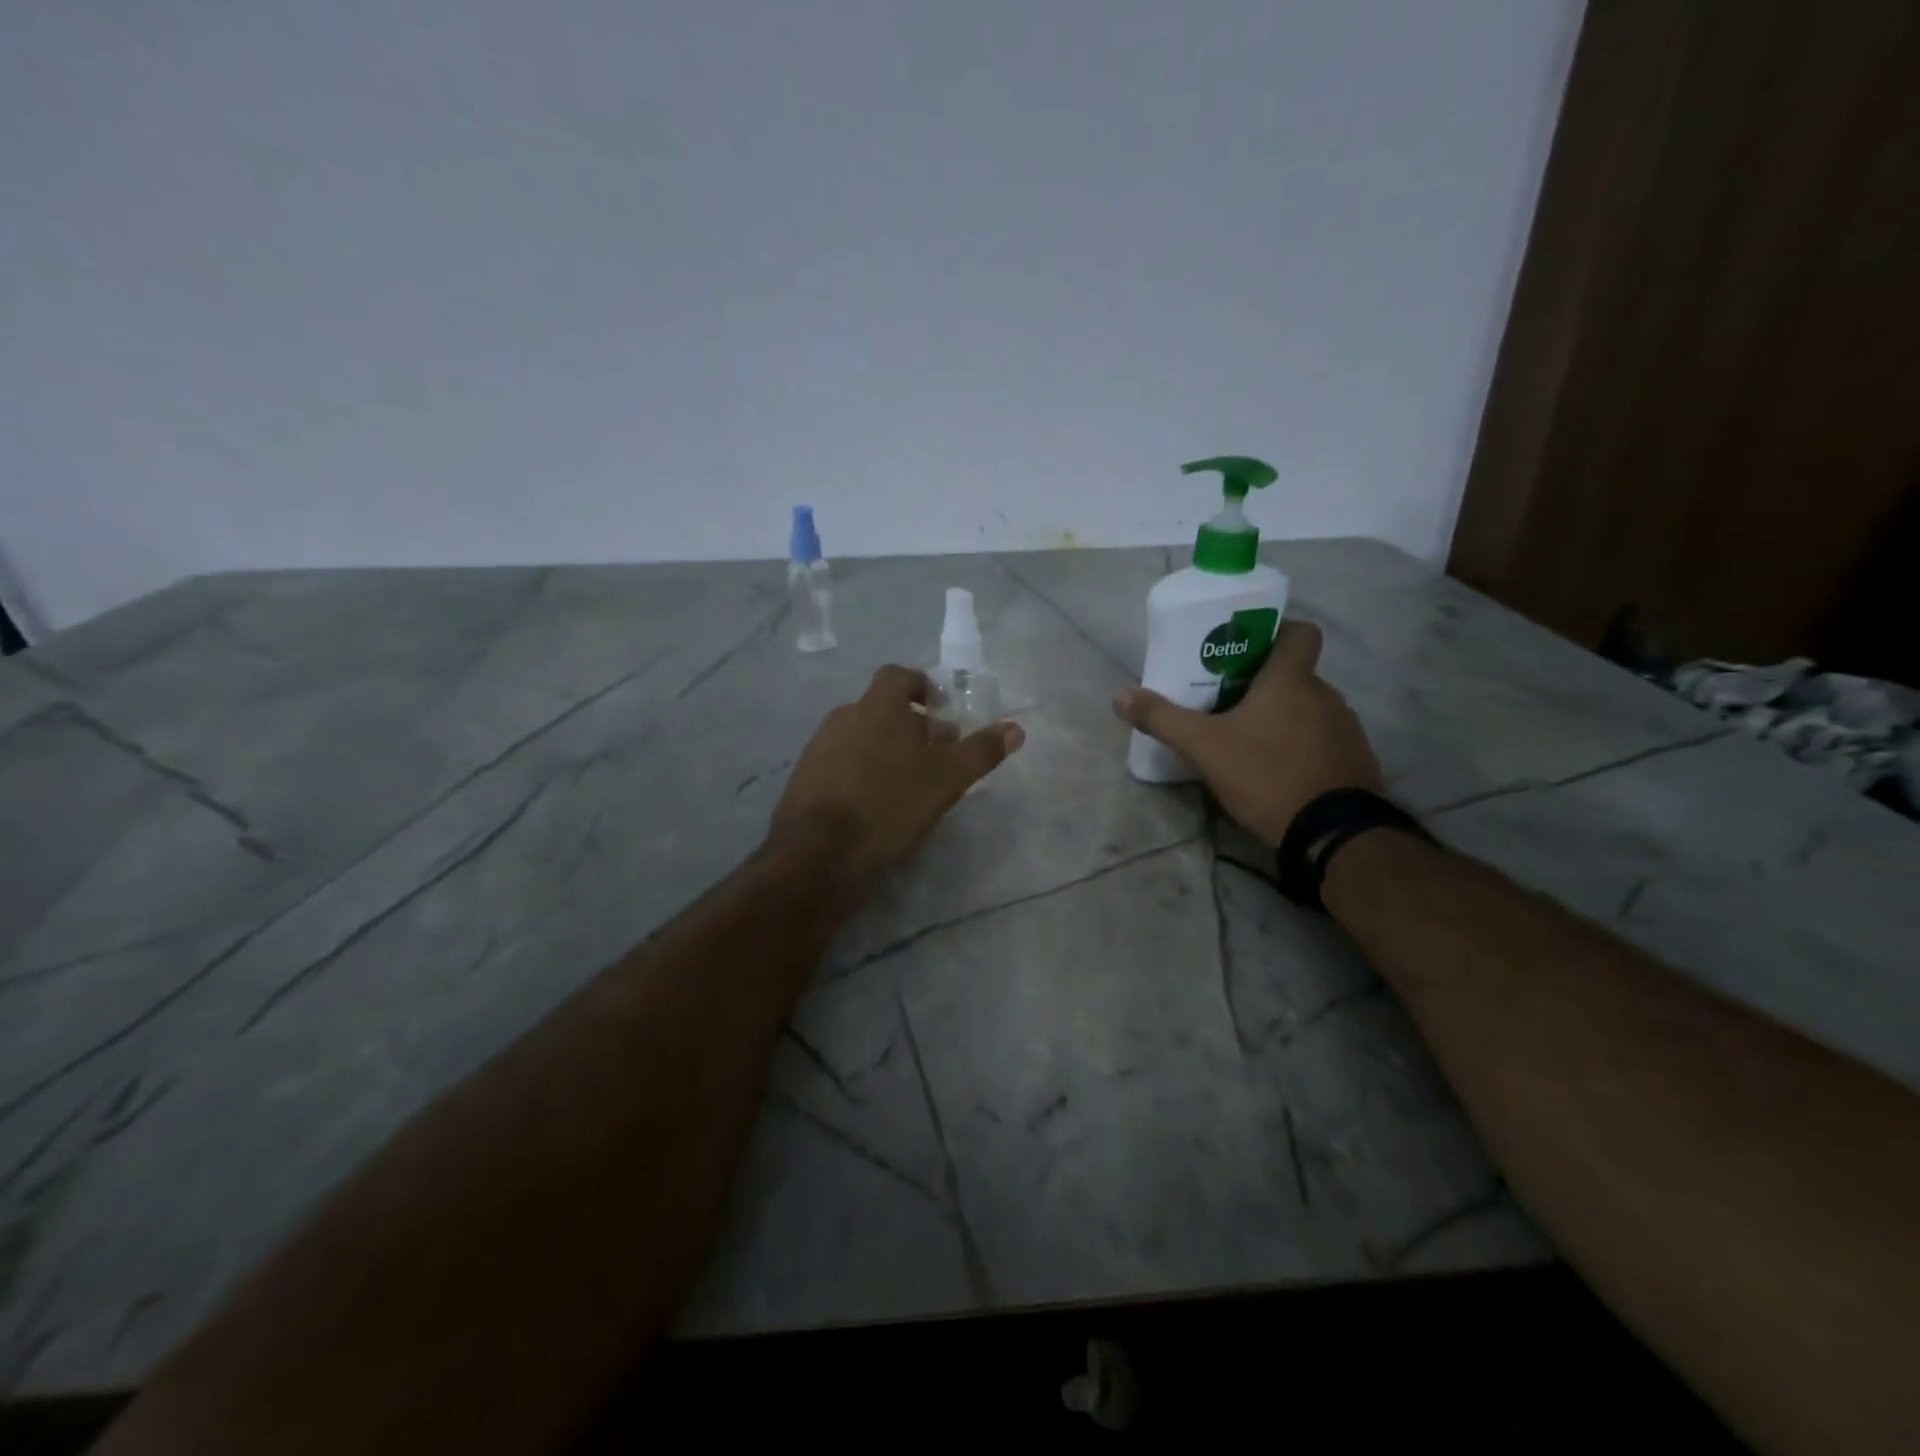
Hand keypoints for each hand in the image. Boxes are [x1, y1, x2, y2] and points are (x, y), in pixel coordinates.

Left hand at [772, 664, 1024, 888]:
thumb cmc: (889, 805)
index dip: (919, 686)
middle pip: (880, 708)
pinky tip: (872, 802)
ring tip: (904, 782)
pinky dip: (859, 770)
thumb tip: (1016, 729)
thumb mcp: (946, 780)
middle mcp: (844, 716)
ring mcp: (819, 746)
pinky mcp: (804, 776)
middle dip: (908, 724)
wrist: (820, 851)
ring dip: (883, 748)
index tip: (938, 709)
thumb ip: (980, 752)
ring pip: (859, 735)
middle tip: (931, 754)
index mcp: (878, 706)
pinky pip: (840, 761)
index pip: (898, 676)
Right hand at [1113, 621, 1381, 845]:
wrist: (1332, 833)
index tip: (1247, 648)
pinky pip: (1323, 740)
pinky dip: (1302, 746)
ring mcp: (1346, 729)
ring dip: (1283, 717)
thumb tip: (1120, 696)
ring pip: (1309, 709)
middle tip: (1228, 701)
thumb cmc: (1266, 774)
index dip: (1277, 632)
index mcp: (1292, 680)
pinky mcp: (1355, 761)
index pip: (1300, 632)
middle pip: (1295, 674)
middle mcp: (1326, 694)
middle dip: (1263, 684)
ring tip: (1249, 740)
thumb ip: (1162, 719)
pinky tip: (1277, 770)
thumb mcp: (1203, 747)